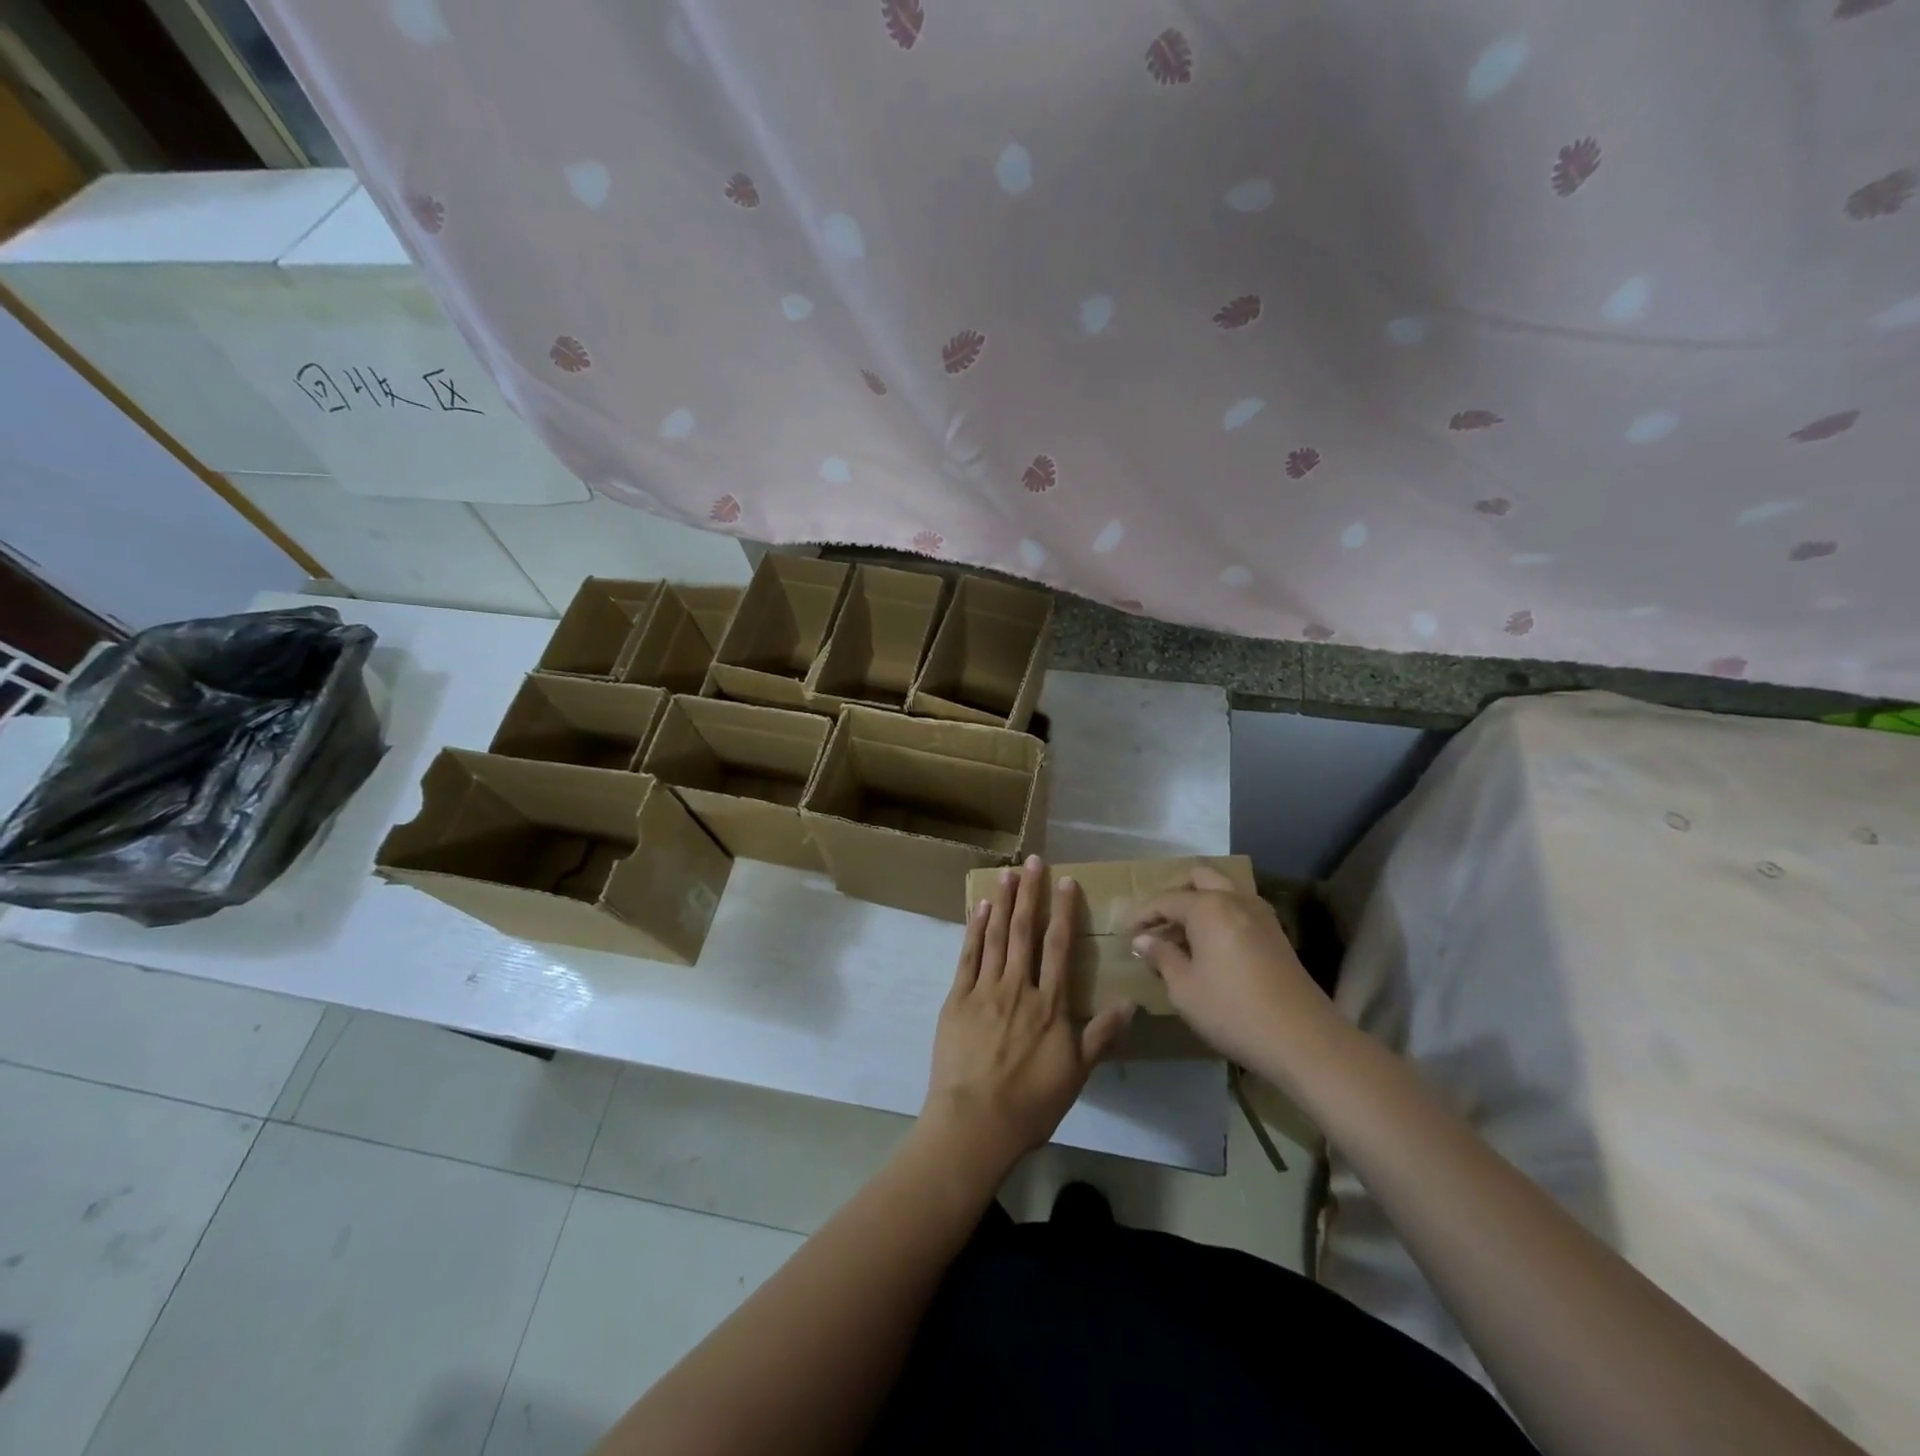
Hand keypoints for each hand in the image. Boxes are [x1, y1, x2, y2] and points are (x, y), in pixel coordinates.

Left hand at [920, 856, 1133, 1175]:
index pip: (1058, 946)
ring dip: (1003, 903)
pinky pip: (967, 956)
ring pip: (996, 937)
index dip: (1063, 911)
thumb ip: (1102, 1035)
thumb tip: (1132, 1003)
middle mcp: (1018, 987)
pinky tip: (979, 908)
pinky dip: (974, 930)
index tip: (1066, 881)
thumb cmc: (1031, 1102)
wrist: (975, 1122)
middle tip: (1033, 861)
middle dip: (1030, 893)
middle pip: (1025, 931)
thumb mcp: (1077, 1074)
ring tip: (1007, 873)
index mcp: (1049, 1004)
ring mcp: (984, 990)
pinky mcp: (956, 999)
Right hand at [1127, 866, 1337, 1074]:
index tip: (1125, 932)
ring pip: (1224, 891)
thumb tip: (1144, 940)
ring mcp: (1261, 915)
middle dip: (1175, 895)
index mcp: (1208, 907)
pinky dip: (1220, 917)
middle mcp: (1235, 899)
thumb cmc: (1232, 1010)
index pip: (1166, 900)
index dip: (1142, 915)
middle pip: (1200, 879)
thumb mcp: (1184, 988)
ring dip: (1200, 903)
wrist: (1303, 1039)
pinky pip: (1240, 910)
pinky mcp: (1277, 934)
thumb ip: (1162, 957)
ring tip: (1183, 934)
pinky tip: (1211, 946)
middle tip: (1158, 923)